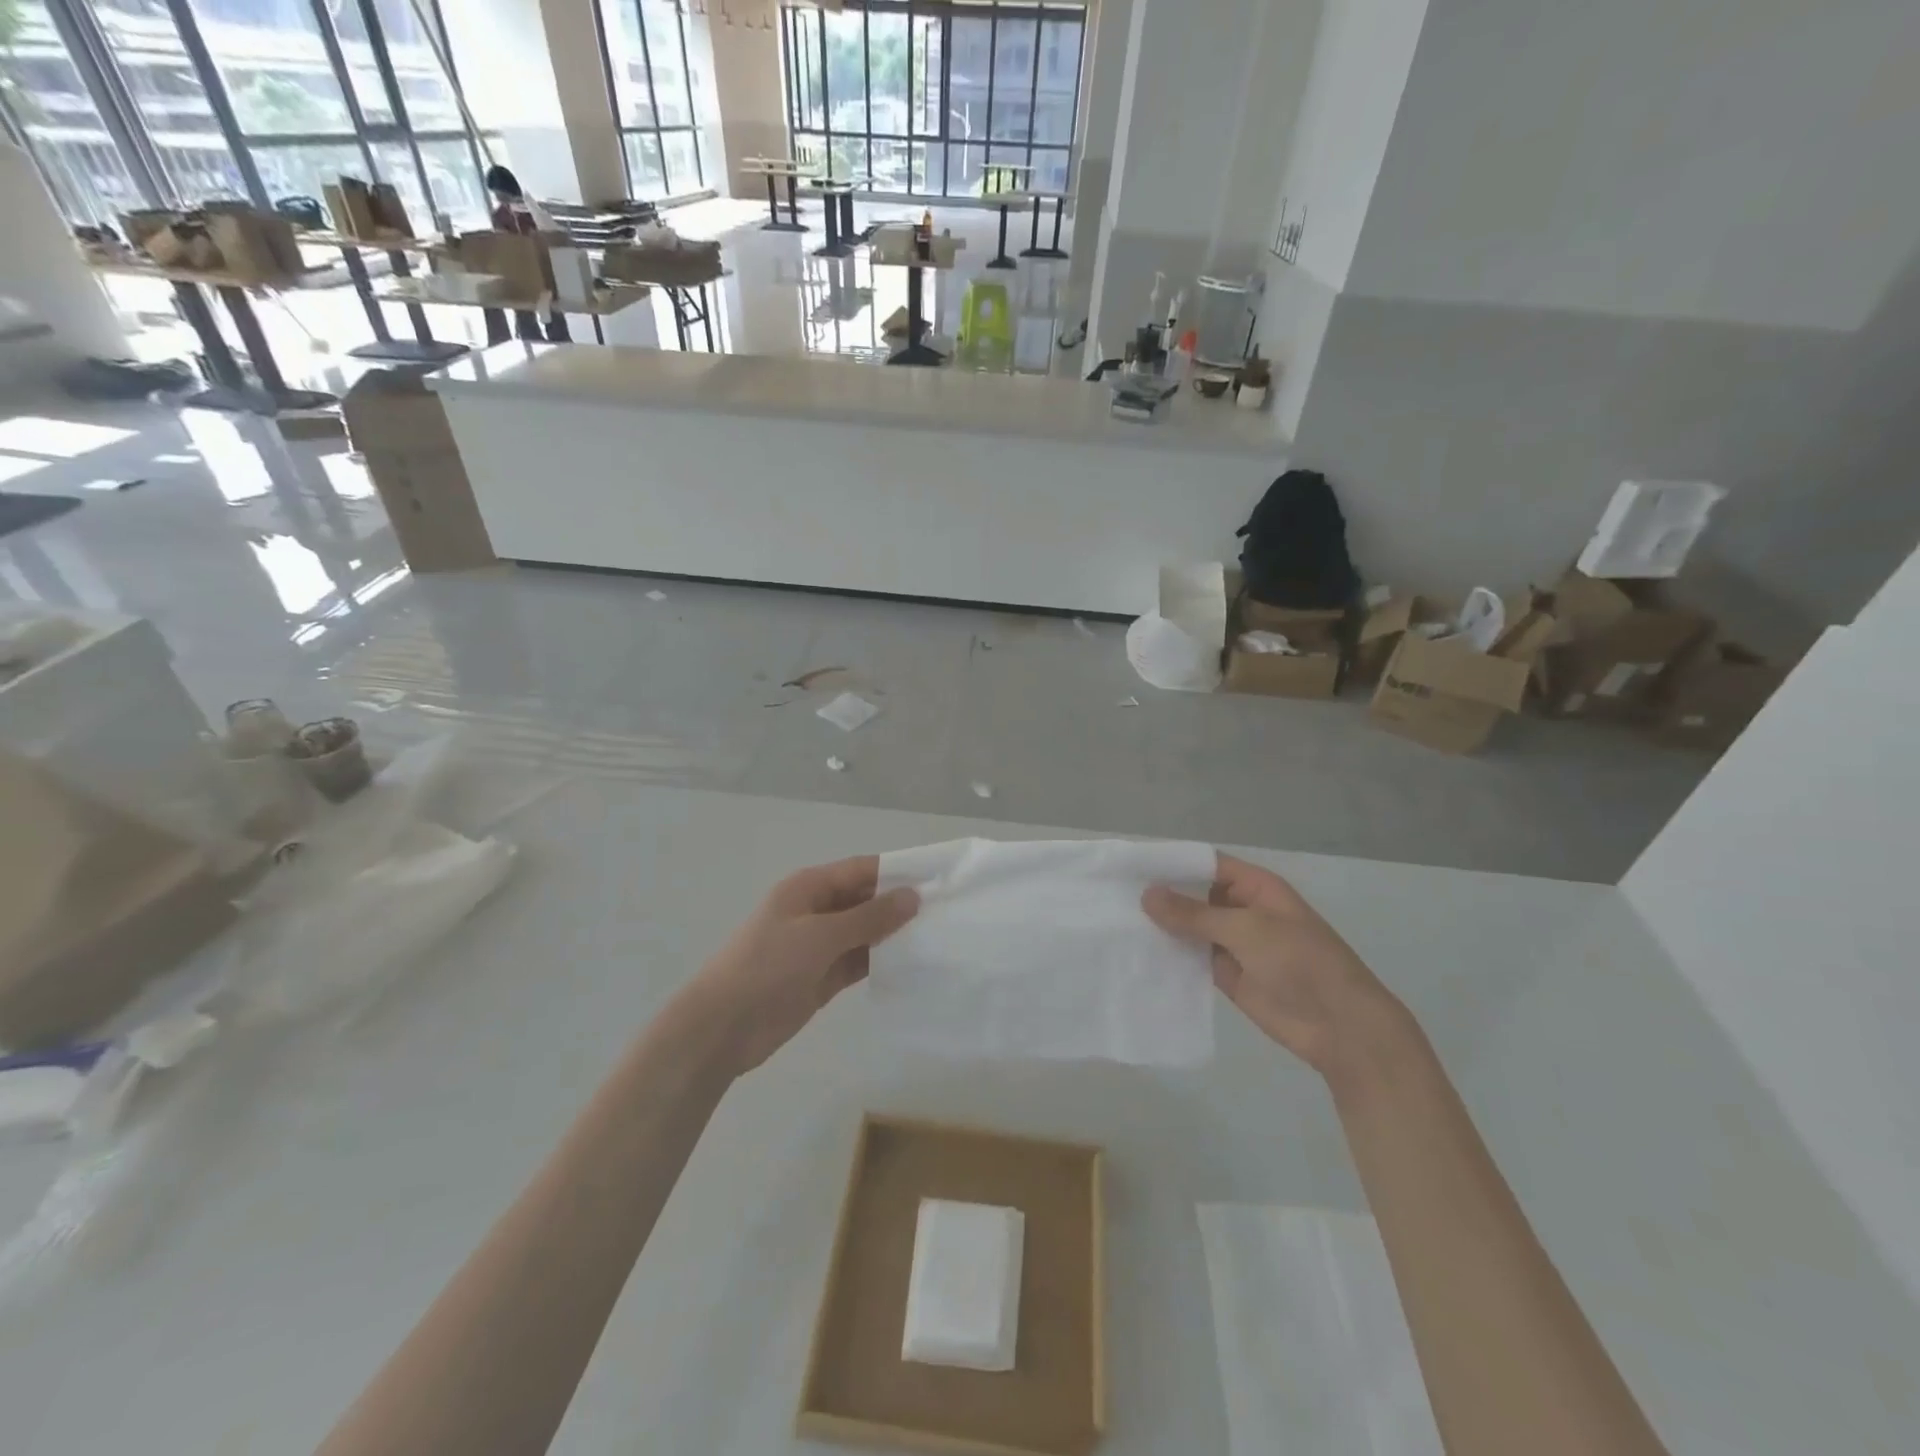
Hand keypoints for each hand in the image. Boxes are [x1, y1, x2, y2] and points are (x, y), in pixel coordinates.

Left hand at [672, 856, 917, 1078]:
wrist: (722, 1028)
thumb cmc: (768, 967)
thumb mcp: (820, 936)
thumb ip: (869, 917)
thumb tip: (912, 896)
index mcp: (808, 887)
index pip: (861, 870)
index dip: (897, 871)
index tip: (937, 878)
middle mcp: (816, 910)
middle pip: (865, 900)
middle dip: (899, 905)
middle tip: (947, 912)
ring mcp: (819, 946)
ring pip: (865, 932)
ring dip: (893, 935)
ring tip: (938, 938)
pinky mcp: (822, 978)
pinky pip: (859, 962)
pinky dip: (881, 962)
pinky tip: (912, 965)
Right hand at [1143, 854, 1409, 1082]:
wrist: (1339, 1027)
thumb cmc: (1300, 962)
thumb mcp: (1246, 930)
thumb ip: (1194, 914)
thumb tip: (1147, 894)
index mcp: (1255, 888)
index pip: (1207, 864)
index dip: (1173, 863)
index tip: (1132, 865)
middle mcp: (1242, 910)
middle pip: (1196, 895)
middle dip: (1163, 895)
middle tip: (1115, 894)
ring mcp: (1235, 943)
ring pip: (1192, 927)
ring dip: (1164, 926)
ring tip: (1117, 921)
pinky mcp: (1227, 974)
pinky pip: (1193, 957)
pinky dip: (1171, 955)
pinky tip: (1138, 953)